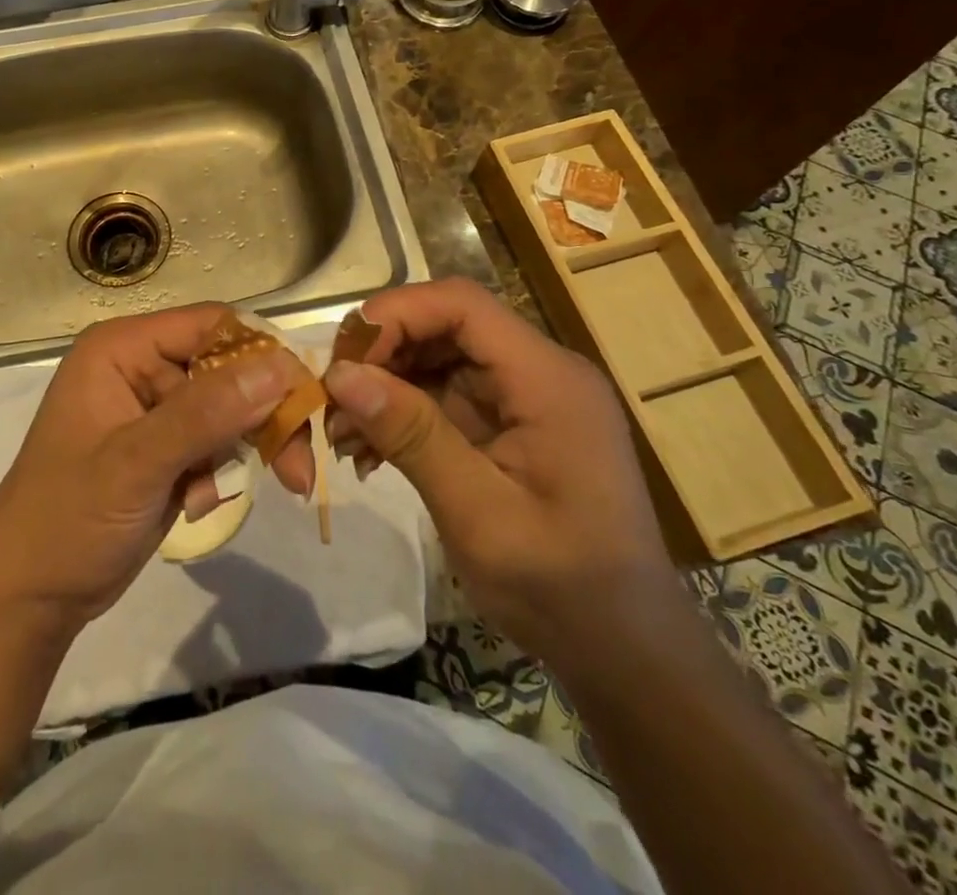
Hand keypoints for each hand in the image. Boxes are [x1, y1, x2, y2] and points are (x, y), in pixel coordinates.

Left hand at [0, 303, 315, 631]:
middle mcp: (142, 366)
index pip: (213, 326)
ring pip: (230, 409)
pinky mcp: (165, 446)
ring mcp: (155, 408)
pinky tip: (193, 505)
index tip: (304, 401)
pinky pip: (216, 443)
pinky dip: (217, 474)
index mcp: (124, 348)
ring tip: (218, 496)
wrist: (30, 595)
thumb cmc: (68, 518)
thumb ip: (208, 412)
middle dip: (261, 418)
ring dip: (241, 452)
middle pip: (229, 369)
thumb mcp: (137, 463)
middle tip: (298, 470)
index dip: (263, 355)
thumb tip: (282, 366)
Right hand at [323, 278, 682, 666]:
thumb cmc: (561, 587)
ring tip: (342, 433)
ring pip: (439, 358)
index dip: (396, 315)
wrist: (624, 651)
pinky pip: (447, 395)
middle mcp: (539, 371)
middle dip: (383, 353)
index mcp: (547, 378)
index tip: (343, 359)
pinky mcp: (511, 424)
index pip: (461, 305)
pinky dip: (404, 414)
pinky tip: (369, 450)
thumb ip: (412, 435)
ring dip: (386, 386)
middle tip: (332, 398)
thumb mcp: (479, 514)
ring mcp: (525, 397)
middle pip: (446, 325)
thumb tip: (340, 374)